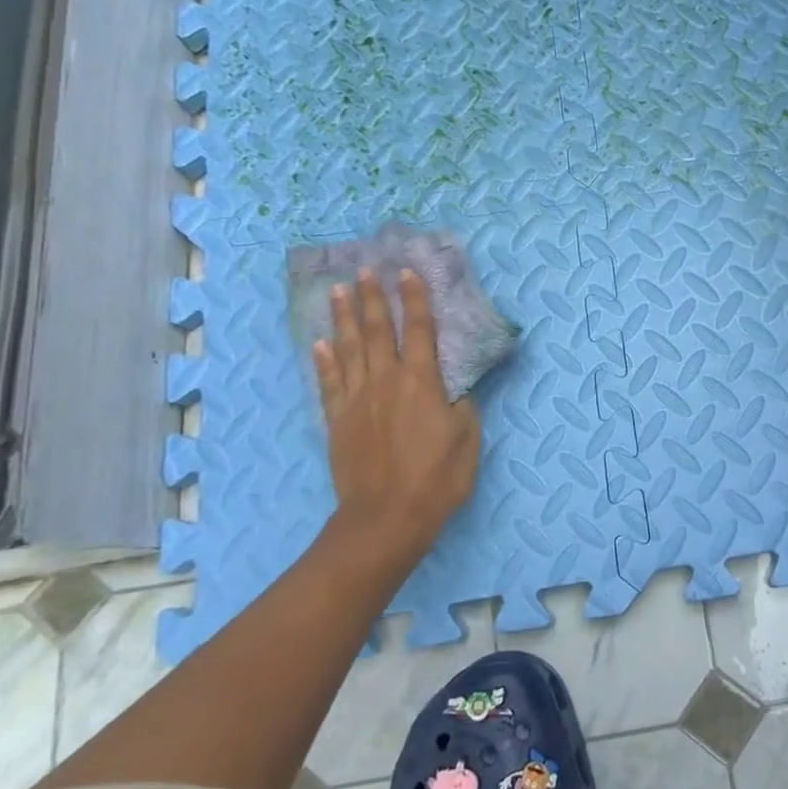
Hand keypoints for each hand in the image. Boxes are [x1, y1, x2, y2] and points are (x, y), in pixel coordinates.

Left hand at [312, 268, 480, 564]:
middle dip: (373, 298)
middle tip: (365, 270)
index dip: (415, 300)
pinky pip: (329, 383)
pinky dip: (324, 361)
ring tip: (338, 291)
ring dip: (344, 318)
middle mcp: (386, 381)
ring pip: (349, 349)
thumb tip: (454, 388)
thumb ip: (462, 406)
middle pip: (379, 331)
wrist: (386, 518)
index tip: (407, 272)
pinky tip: (320, 344)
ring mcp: (357, 400)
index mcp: (422, 383)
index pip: (420, 331)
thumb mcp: (467, 439)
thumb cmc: (437, 479)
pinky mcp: (338, 421)